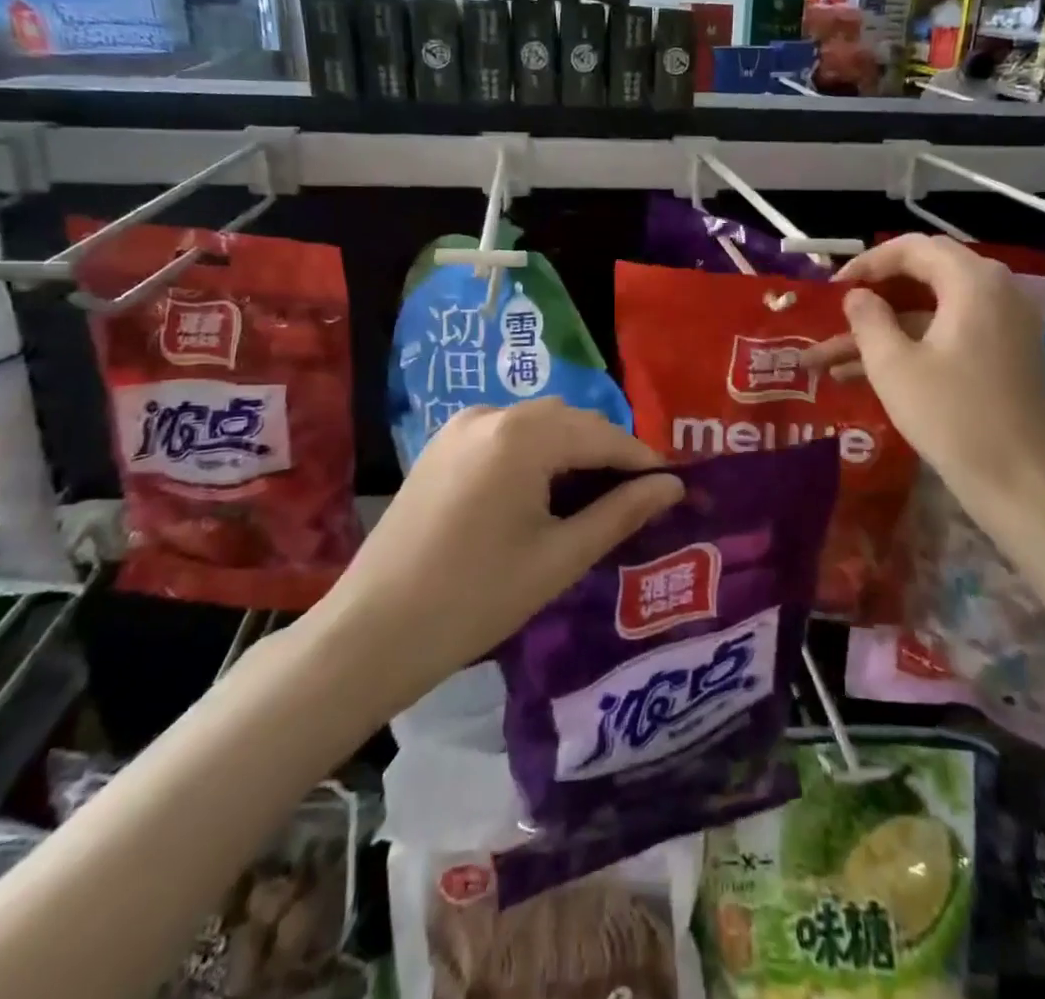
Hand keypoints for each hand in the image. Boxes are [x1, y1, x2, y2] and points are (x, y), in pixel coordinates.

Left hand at [322, 399, 682, 707]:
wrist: (372, 632)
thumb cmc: (475, 599)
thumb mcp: (559, 557)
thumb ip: (621, 513)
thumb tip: (672, 486)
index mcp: (522, 436)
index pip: (602, 435)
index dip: (642, 459)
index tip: (672, 486)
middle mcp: (491, 414)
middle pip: (570, 420)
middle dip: (608, 451)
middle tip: (636, 496)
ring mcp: (460, 427)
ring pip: (538, 423)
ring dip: (572, 449)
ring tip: (595, 495)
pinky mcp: (441, 446)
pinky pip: (506, 434)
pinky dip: (536, 451)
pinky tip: (544, 490)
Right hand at [804, 234, 1044, 513]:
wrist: (1020, 484)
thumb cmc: (952, 416)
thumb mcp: (893, 365)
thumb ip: (868, 319)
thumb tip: (857, 296)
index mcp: (974, 282)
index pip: (913, 248)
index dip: (867, 264)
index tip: (832, 288)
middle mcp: (997, 291)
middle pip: (924, 276)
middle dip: (873, 296)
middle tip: (835, 312)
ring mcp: (1005, 325)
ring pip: (931, 312)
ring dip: (883, 330)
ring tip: (828, 357)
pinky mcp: (1005, 355)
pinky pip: (949, 334)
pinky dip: (910, 346)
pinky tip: (861, 374)